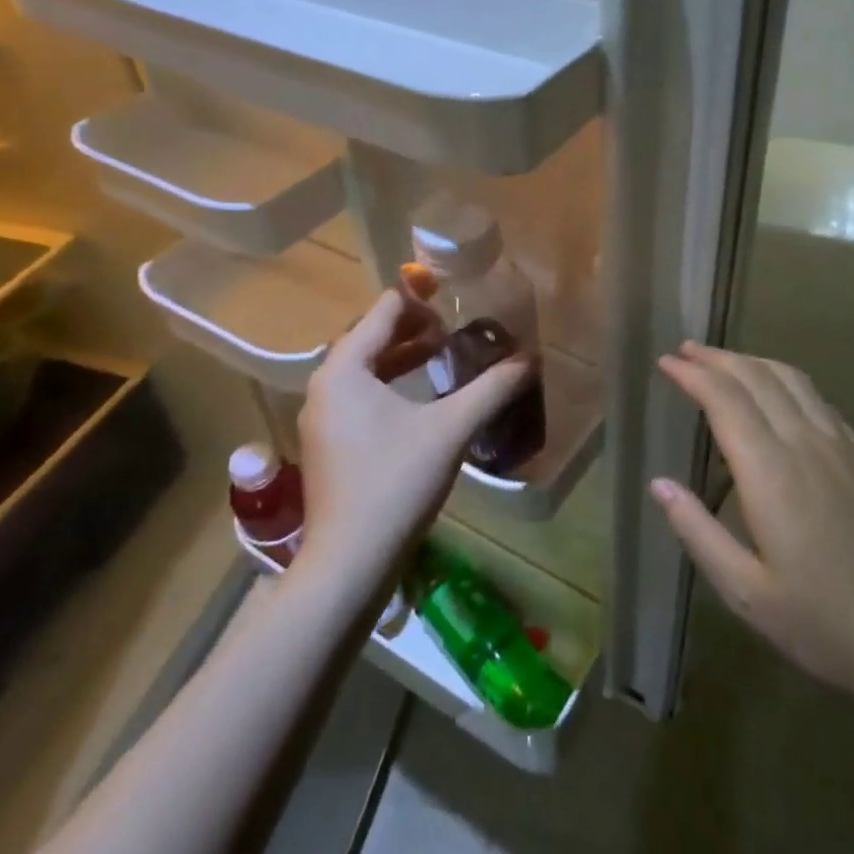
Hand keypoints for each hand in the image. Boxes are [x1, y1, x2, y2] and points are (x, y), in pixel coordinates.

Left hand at [295, 287, 530, 585]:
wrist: (349, 563)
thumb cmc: (395, 482)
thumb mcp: (450, 429)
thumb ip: (492, 389)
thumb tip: (530, 359)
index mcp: (344, 368)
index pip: (384, 311)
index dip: (419, 295)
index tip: (453, 290)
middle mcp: (325, 385)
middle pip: (371, 337)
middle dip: (414, 328)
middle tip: (456, 326)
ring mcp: (323, 417)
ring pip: (366, 369)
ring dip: (404, 357)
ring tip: (444, 354)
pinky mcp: (329, 444)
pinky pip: (361, 395)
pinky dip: (391, 385)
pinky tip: (423, 399)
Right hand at [653, 342, 853, 713]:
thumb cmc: (824, 623)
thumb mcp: (746, 592)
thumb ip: (697, 532)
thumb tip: (658, 483)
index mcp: (771, 472)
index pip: (725, 399)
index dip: (692, 374)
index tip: (665, 362)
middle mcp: (806, 444)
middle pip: (756, 377)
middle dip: (717, 358)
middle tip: (685, 350)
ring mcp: (841, 445)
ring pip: (791, 380)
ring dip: (751, 361)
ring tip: (723, 360)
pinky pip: (818, 398)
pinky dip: (785, 380)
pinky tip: (778, 392)